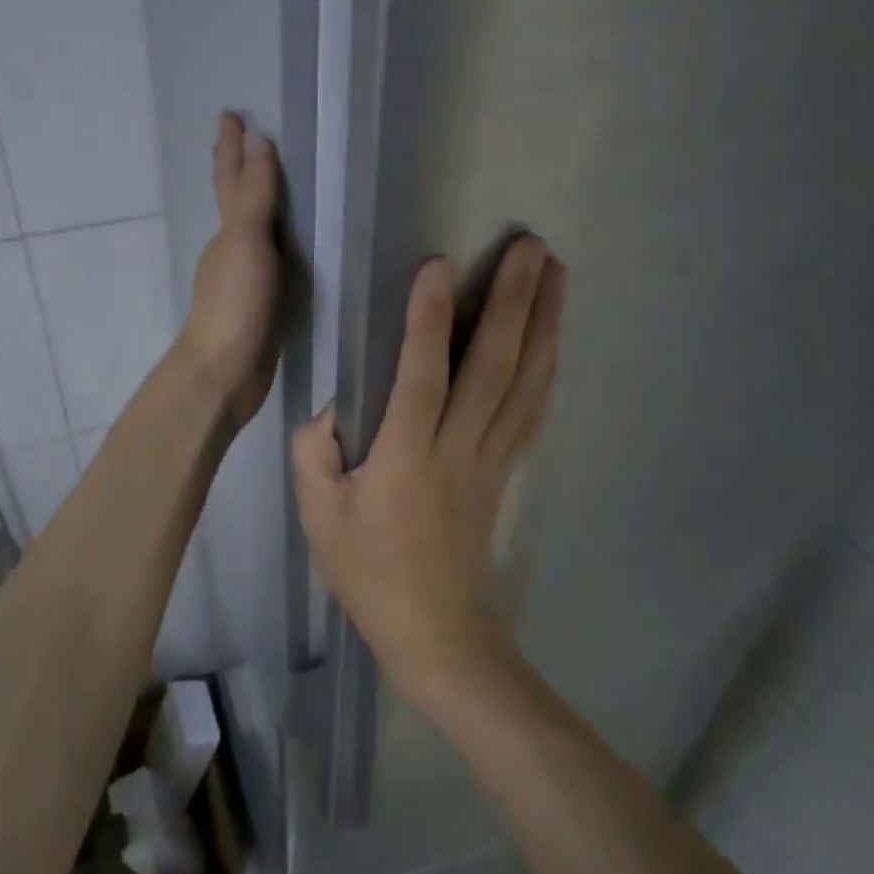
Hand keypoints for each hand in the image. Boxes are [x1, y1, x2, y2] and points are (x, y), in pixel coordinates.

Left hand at [177, 112, 282, 432]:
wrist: (223, 373)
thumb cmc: (235, 305)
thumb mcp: (247, 243)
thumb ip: (255, 197)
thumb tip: (257, 141)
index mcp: (228, 232)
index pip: (231, 180)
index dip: (231, 148)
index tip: (232, 114)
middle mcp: (231, 251)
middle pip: (237, 202)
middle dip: (240, 171)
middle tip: (248, 142)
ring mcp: (243, 281)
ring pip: (254, 234)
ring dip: (261, 209)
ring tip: (279, 191)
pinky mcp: (260, 308)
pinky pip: (272, 265)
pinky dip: (279, 249)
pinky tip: (292, 254)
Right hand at [292, 236, 565, 702]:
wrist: (433, 629)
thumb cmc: (367, 571)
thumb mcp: (318, 515)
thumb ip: (316, 451)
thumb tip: (336, 405)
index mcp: (405, 458)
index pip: (422, 377)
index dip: (430, 320)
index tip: (440, 265)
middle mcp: (457, 449)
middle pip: (493, 366)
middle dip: (513, 301)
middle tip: (531, 245)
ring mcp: (491, 458)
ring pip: (525, 382)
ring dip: (544, 324)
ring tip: (556, 273)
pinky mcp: (505, 469)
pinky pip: (532, 411)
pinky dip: (546, 367)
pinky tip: (553, 337)